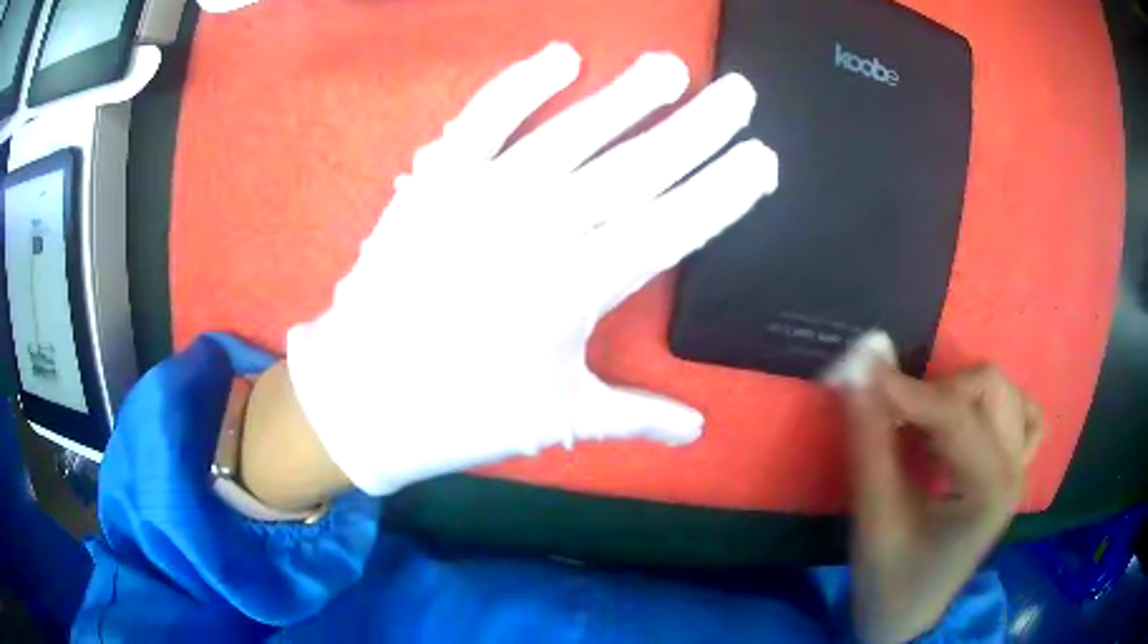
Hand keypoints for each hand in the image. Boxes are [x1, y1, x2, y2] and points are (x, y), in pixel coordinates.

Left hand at [285, 43, 778, 495]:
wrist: (362, 396)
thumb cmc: (461, 412)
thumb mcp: (556, 416)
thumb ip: (636, 416)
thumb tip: (697, 429)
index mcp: (576, 288)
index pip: (673, 225)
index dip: (723, 190)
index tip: (761, 158)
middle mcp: (537, 230)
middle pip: (637, 167)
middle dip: (698, 128)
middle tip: (740, 92)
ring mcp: (482, 196)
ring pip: (572, 133)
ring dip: (626, 96)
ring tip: (669, 67)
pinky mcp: (436, 181)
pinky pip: (483, 120)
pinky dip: (519, 84)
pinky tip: (560, 56)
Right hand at [842, 353, 1042, 641]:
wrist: (911, 614)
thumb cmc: (890, 578)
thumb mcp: (875, 519)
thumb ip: (869, 442)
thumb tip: (859, 369)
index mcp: (989, 491)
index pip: (955, 416)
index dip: (907, 389)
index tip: (862, 372)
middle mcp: (1015, 469)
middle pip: (989, 387)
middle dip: (936, 391)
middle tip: (896, 418)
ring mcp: (1020, 467)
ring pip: (1003, 391)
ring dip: (959, 394)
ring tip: (925, 426)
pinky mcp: (1014, 469)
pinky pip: (1022, 414)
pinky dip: (994, 405)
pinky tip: (968, 423)